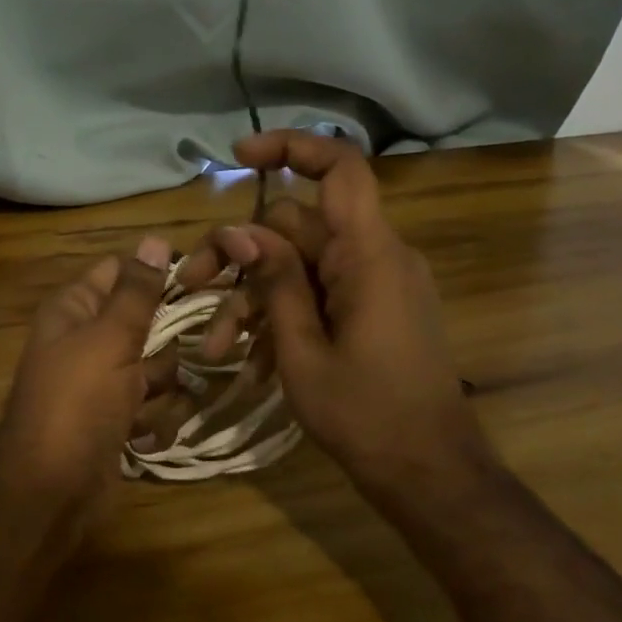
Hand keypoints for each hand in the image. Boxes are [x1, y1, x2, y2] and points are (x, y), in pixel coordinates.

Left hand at [0, 236, 181, 510]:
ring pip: (156, 368)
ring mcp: (102, 383)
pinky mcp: (117, 421)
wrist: (51, 490)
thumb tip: (155, 239)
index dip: (158, 272)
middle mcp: (87, 340)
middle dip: (168, 341)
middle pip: (145, 322)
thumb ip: (137, 292)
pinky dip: (153, 421)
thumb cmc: (77, 403)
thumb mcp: (109, 339)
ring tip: (150, 404)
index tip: (203, 279)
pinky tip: (142, 436)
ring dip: (163, 388)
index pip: (120, 271)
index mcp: (75, 310)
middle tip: (198, 348)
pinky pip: (152, 408)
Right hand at [178, 132, 491, 502]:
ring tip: (213, 348)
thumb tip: (241, 231)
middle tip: (193, 287)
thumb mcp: (302, 351)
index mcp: (369, 256)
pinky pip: (318, 294)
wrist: (428, 474)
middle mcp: (375, 257)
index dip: (291, 147)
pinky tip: (248, 362)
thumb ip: (274, 284)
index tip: (238, 158)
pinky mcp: (371, 311)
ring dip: (253, 298)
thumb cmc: (366, 415)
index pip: (340, 169)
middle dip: (240, 256)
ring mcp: (374, 285)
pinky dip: (282, 317)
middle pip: (296, 227)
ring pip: (299, 265)